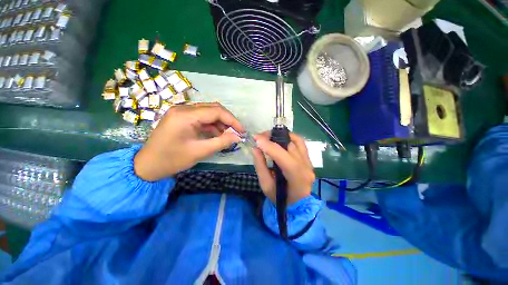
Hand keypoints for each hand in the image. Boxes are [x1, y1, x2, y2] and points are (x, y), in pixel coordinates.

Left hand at [134, 103, 243, 180]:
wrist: (147, 166)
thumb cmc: (172, 160)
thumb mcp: (200, 151)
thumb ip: (221, 142)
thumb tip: (238, 137)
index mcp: (185, 115)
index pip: (216, 111)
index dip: (232, 120)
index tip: (241, 131)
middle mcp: (183, 108)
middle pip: (212, 109)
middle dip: (227, 120)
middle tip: (236, 132)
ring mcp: (181, 112)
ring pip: (208, 112)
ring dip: (220, 123)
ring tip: (227, 135)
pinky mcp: (182, 118)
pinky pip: (201, 118)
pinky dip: (212, 125)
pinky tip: (217, 134)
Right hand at [251, 132, 314, 205]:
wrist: (297, 203)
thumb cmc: (280, 197)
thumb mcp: (266, 185)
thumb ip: (260, 165)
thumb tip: (255, 148)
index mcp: (296, 178)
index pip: (284, 157)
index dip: (269, 146)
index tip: (256, 139)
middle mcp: (306, 167)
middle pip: (290, 146)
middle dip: (273, 138)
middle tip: (260, 137)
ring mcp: (309, 162)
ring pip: (296, 141)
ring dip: (281, 135)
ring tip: (269, 137)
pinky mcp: (308, 159)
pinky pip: (300, 143)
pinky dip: (289, 137)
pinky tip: (280, 138)